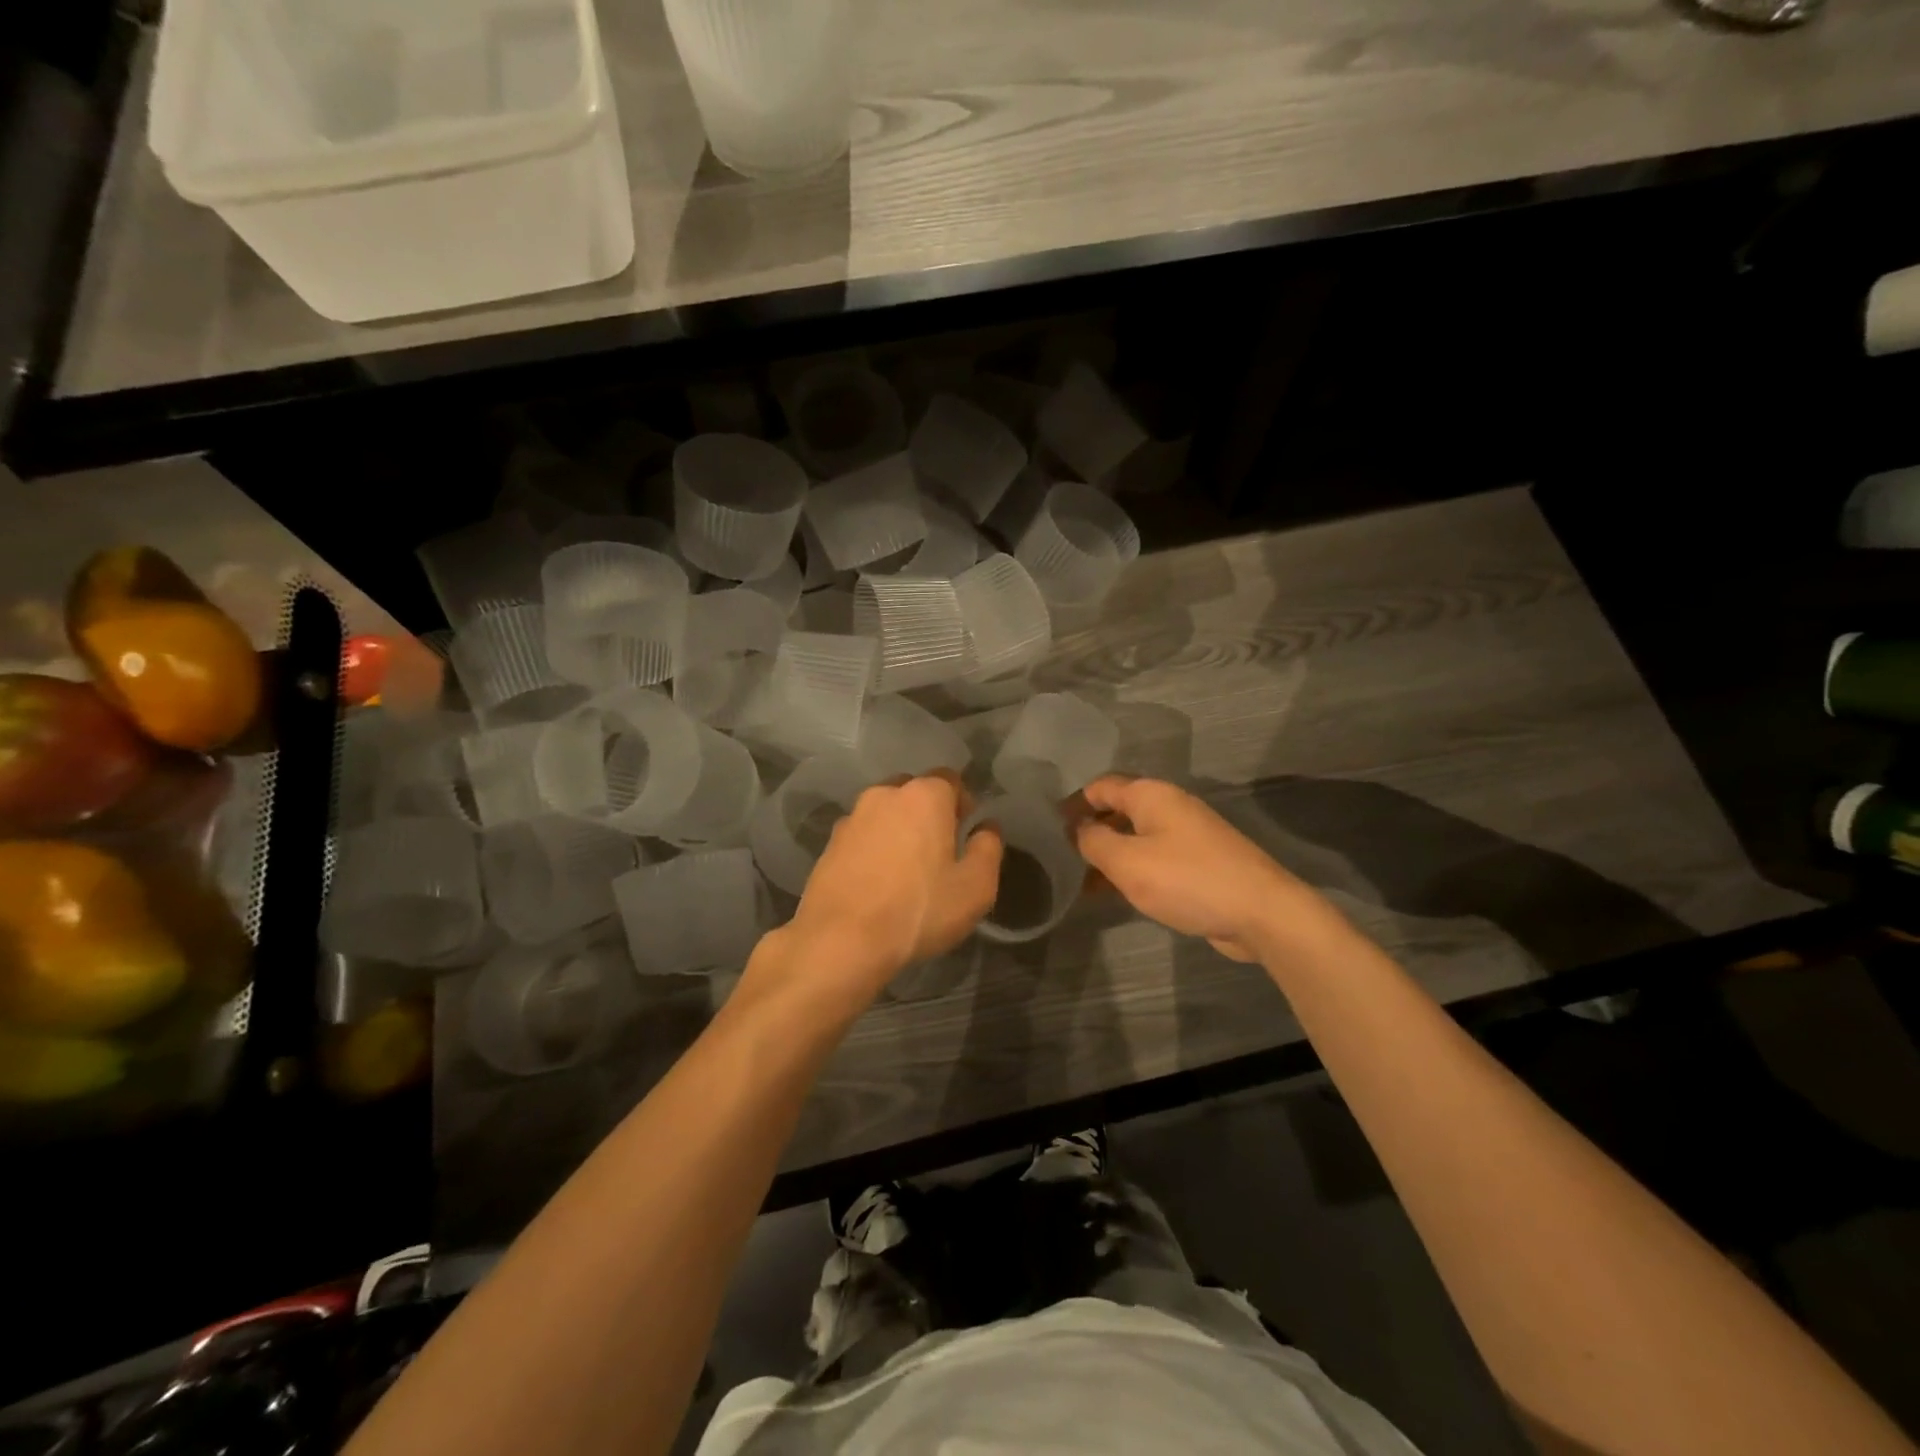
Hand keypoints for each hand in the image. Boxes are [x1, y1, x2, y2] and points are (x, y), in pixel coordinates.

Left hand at [772, 772, 1002, 1010]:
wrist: (841, 940)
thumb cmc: (919, 910)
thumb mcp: (975, 887)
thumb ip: (988, 848)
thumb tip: (987, 827)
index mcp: (924, 796)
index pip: (950, 779)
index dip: (962, 802)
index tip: (966, 830)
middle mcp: (885, 794)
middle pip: (914, 791)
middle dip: (928, 812)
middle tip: (938, 849)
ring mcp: (852, 817)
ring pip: (884, 812)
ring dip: (897, 829)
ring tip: (905, 867)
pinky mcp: (829, 844)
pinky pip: (861, 836)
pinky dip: (872, 848)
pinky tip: (877, 881)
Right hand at [1075, 776, 1340, 962]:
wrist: (1261, 913)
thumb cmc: (1187, 880)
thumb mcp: (1128, 862)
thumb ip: (1094, 841)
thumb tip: (1077, 829)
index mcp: (1151, 795)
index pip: (1101, 786)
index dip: (1073, 803)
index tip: (1048, 828)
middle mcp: (1169, 807)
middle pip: (1118, 810)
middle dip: (1089, 831)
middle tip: (1060, 858)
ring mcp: (1188, 835)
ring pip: (1136, 837)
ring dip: (1109, 855)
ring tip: (1080, 882)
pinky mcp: (1199, 863)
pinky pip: (1154, 858)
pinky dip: (1132, 870)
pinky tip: (1115, 893)